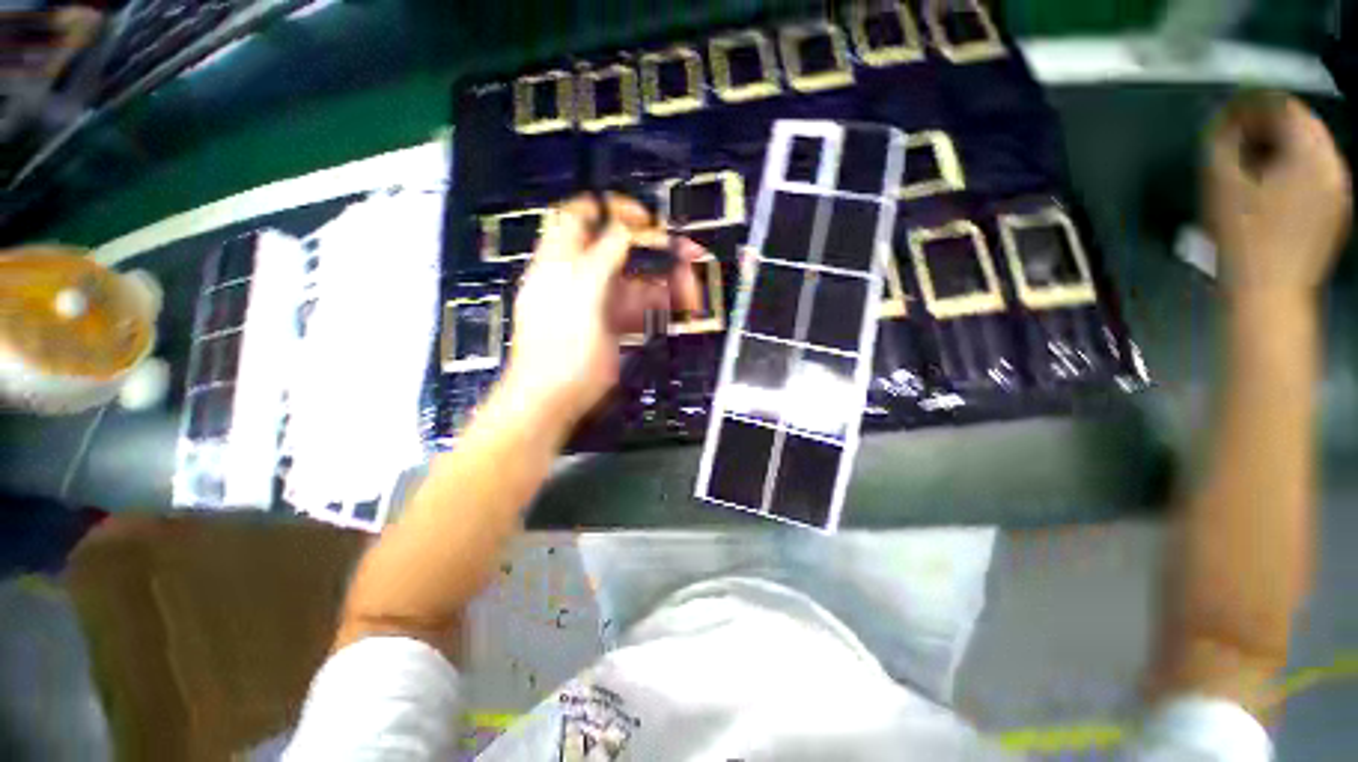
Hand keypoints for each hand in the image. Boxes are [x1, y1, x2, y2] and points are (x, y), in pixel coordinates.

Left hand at [499, 193, 704, 428]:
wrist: (554, 398)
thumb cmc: (560, 346)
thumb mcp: (581, 294)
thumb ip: (604, 256)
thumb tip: (629, 226)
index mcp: (562, 259)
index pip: (583, 216)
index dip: (613, 210)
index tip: (645, 220)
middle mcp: (583, 274)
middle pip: (620, 248)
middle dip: (653, 248)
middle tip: (685, 255)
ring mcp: (601, 300)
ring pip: (636, 277)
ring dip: (664, 278)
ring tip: (691, 285)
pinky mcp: (615, 323)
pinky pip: (641, 305)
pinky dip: (662, 303)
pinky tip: (682, 304)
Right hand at [1205, 92, 1351, 302]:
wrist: (1268, 292)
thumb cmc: (1242, 238)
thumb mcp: (1221, 185)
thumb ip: (1222, 143)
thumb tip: (1224, 121)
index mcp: (1310, 152)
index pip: (1285, 106)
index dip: (1253, 104)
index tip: (1228, 114)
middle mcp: (1333, 164)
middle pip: (1302, 126)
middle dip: (1269, 126)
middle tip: (1237, 137)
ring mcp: (1339, 189)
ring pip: (1310, 150)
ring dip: (1281, 148)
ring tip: (1251, 162)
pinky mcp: (1334, 210)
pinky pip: (1315, 174)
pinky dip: (1292, 170)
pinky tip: (1270, 186)